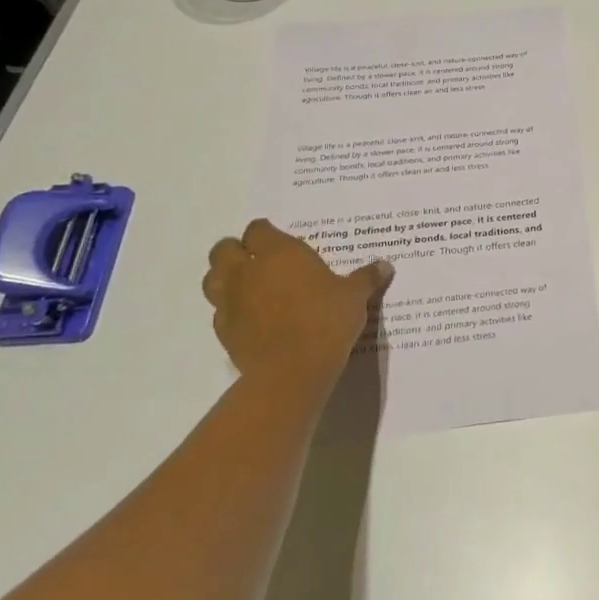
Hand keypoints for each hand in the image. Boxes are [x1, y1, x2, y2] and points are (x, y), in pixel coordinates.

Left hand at [202, 219, 392, 389]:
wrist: (293, 370)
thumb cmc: (326, 320)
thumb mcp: (355, 296)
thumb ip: (366, 278)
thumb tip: (385, 265)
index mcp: (279, 253)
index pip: (258, 229)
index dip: (266, 233)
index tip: (280, 241)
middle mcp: (248, 271)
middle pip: (224, 249)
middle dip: (236, 251)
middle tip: (259, 260)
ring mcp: (230, 301)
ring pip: (212, 278)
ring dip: (225, 278)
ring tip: (247, 286)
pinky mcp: (223, 331)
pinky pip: (219, 311)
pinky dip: (230, 310)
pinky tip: (250, 318)